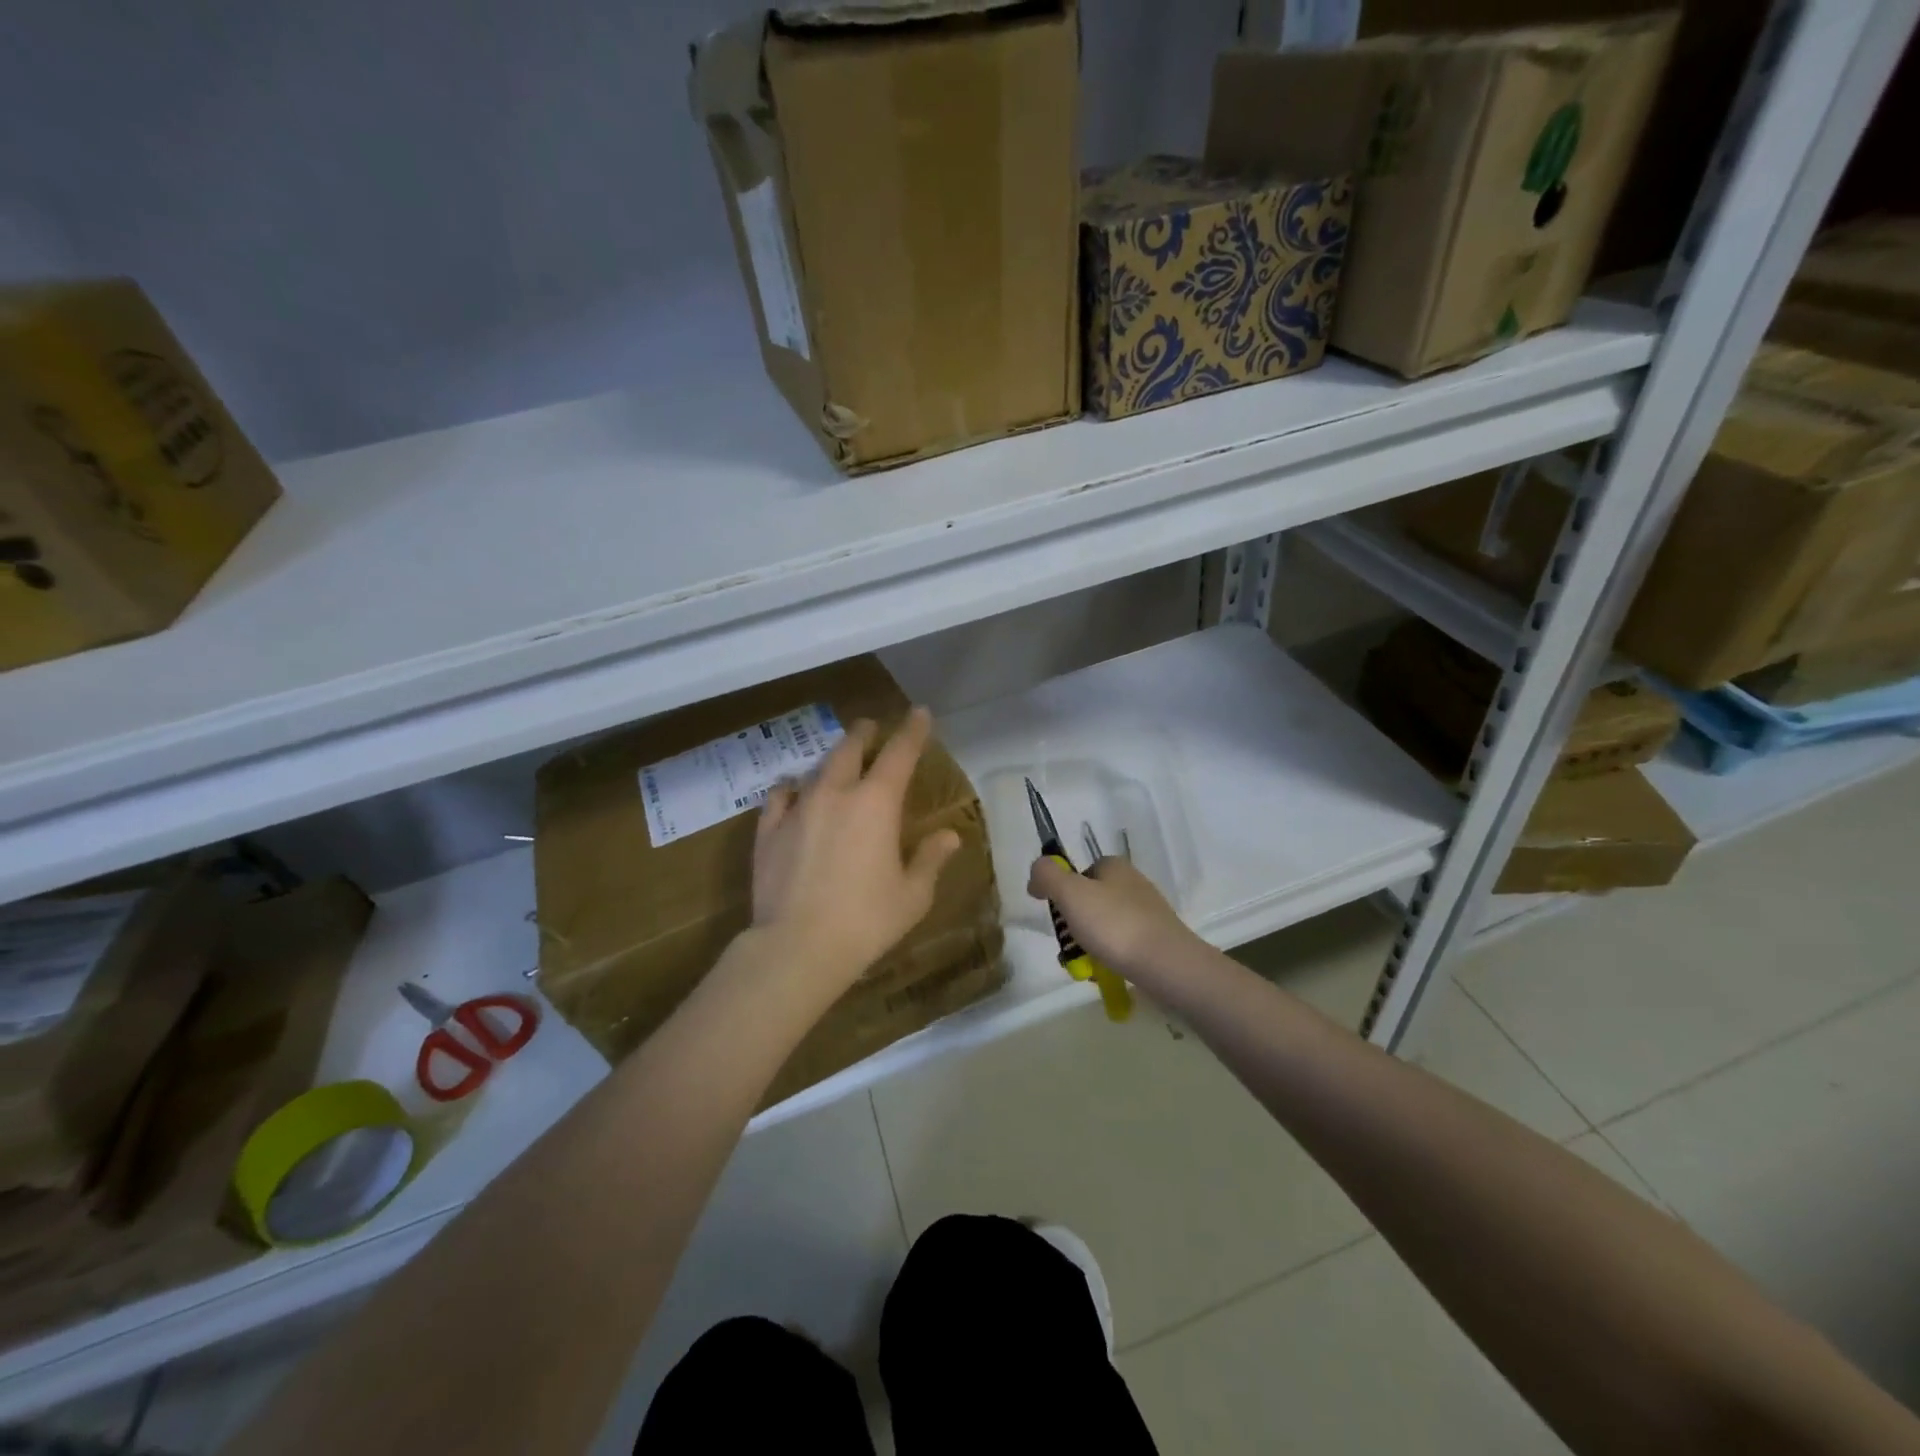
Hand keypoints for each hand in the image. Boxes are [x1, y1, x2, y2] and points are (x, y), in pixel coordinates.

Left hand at [752, 707, 961, 995]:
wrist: (796, 947)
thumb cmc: (866, 921)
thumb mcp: (912, 895)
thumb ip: (930, 859)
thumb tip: (949, 837)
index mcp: (876, 803)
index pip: (900, 753)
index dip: (912, 730)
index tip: (919, 713)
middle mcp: (836, 793)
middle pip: (851, 748)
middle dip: (865, 733)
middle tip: (872, 727)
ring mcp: (798, 808)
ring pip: (816, 768)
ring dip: (832, 760)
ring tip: (838, 762)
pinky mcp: (768, 830)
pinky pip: (780, 795)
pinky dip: (792, 788)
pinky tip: (793, 792)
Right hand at [1027, 854, 1200, 978]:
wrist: (1167, 965)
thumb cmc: (1115, 924)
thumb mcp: (1070, 893)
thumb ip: (1047, 875)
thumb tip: (1036, 873)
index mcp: (1114, 866)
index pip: (1080, 872)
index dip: (1063, 892)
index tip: (1057, 916)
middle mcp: (1133, 884)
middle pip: (1090, 902)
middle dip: (1074, 926)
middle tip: (1069, 948)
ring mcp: (1147, 913)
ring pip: (1104, 927)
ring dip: (1088, 946)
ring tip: (1085, 968)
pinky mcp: (1156, 940)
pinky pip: (1122, 946)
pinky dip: (1109, 958)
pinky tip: (1105, 973)